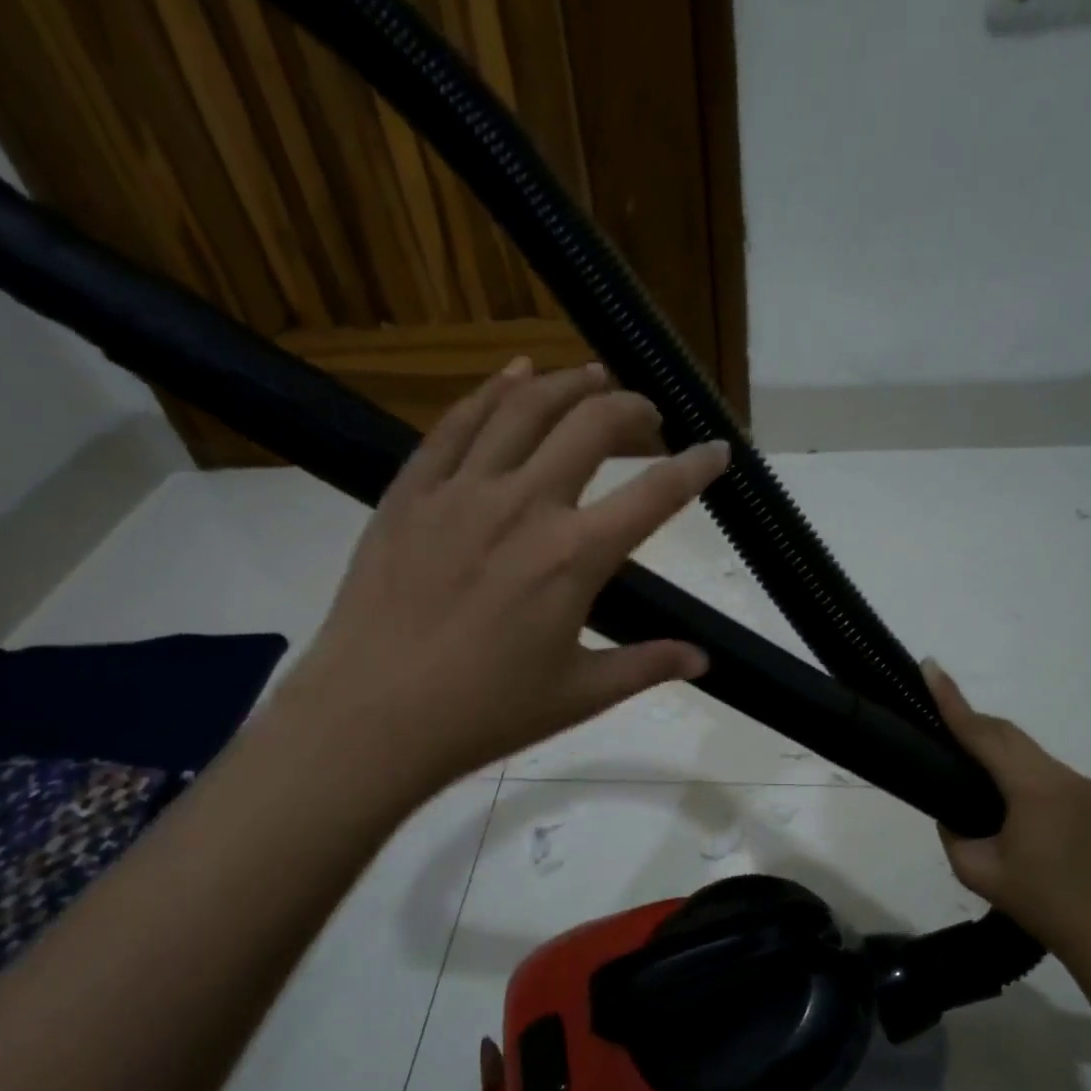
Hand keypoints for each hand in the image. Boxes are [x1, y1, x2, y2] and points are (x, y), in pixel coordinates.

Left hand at [280, 359, 728, 795]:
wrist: (371, 716)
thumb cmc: (484, 713)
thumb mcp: (578, 694)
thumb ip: (647, 666)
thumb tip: (704, 658)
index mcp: (574, 557)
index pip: (655, 495)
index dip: (696, 467)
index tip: (718, 451)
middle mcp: (524, 505)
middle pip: (591, 426)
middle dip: (632, 410)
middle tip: (648, 418)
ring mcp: (462, 491)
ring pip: (524, 408)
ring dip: (568, 384)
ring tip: (594, 377)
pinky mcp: (411, 492)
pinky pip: (456, 424)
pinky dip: (492, 391)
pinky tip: (513, 373)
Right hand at [923, 660, 1090, 961]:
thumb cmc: (1038, 902)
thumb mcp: (976, 871)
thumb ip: (953, 832)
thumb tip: (952, 812)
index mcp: (1032, 789)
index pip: (983, 734)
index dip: (952, 700)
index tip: (931, 667)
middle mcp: (1062, 777)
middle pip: (1009, 734)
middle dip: (972, 719)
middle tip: (940, 713)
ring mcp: (1084, 788)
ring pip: (1030, 753)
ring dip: (998, 749)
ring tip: (970, 766)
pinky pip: (1049, 773)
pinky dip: (1021, 772)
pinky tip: (1011, 800)